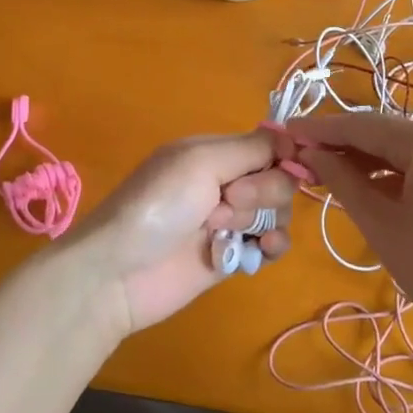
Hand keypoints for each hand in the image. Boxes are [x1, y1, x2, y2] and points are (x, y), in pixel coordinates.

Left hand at [65, 131, 296, 337]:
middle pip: (277, 180)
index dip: (282, 157)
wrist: (118, 274)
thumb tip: (293, 139)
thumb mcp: (201, 161)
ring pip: (277, 213)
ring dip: (264, 220)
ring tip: (229, 232)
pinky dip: (273, 246)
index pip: (268, 146)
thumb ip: (251, 148)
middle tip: (228, 202)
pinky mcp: (232, 256)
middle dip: (264, 191)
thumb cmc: (157, 206)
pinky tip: (262, 250)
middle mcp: (225, 183)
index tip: (278, 166)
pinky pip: (271, 246)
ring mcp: (229, 222)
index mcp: (214, 153)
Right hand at [287, 112, 412, 369]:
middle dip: (345, 143)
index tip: (287, 131)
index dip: (322, 129)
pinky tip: (369, 182)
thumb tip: (310, 154)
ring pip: (409, 144)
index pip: (366, 126)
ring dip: (370, 157)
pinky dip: (398, 169)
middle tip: (303, 156)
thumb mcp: (382, 226)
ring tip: (329, 171)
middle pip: (389, 131)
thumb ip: (343, 181)